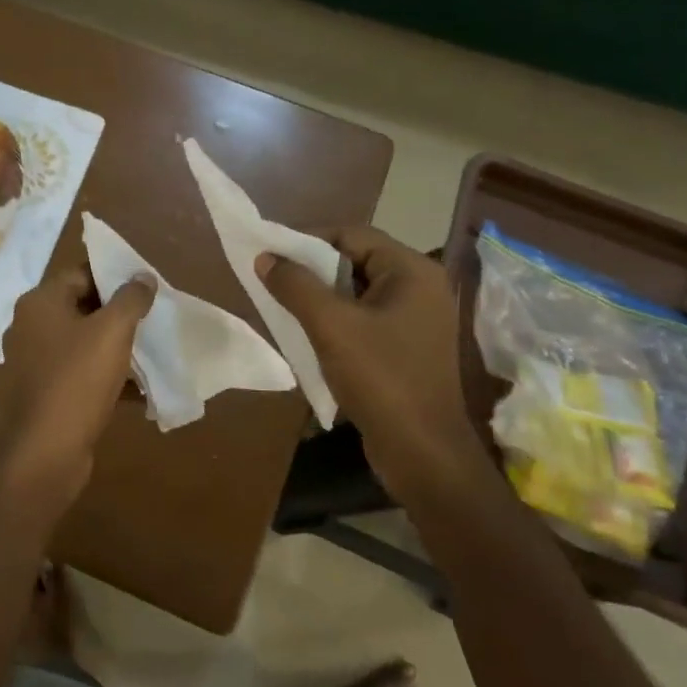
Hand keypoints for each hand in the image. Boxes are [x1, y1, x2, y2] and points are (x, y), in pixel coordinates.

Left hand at [0, 263, 155, 503]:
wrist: (47, 450)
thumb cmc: (78, 379)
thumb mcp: (113, 331)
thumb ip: (131, 298)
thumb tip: (142, 277)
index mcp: (39, 303)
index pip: (79, 273)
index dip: (113, 276)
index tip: (144, 287)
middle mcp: (29, 327)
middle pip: (80, 307)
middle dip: (117, 313)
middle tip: (151, 318)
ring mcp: (32, 362)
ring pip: (81, 343)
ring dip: (113, 347)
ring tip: (148, 352)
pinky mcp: (42, 392)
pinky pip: (78, 373)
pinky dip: (104, 376)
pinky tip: (135, 389)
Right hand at [255, 227, 484, 490]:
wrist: (422, 452)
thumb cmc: (380, 379)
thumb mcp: (331, 326)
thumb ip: (295, 286)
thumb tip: (265, 257)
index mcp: (412, 271)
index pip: (352, 234)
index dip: (308, 240)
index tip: (272, 256)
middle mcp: (420, 287)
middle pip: (356, 260)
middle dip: (312, 270)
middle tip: (274, 282)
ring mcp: (417, 319)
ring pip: (358, 292)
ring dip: (321, 297)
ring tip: (285, 307)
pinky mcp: (408, 346)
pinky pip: (366, 318)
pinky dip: (337, 320)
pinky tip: (309, 335)